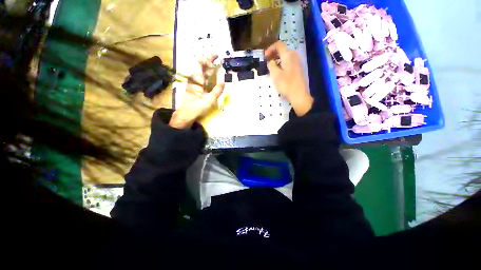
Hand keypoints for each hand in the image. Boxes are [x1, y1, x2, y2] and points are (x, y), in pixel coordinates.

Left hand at [169, 55, 224, 128]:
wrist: (186, 114)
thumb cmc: (198, 107)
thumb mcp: (210, 100)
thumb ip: (217, 89)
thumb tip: (223, 79)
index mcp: (196, 79)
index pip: (199, 62)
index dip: (208, 59)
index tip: (216, 60)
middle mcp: (193, 78)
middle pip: (199, 64)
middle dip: (209, 60)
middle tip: (217, 58)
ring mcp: (192, 82)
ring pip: (199, 69)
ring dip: (207, 66)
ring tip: (216, 66)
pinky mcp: (193, 86)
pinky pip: (200, 76)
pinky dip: (206, 73)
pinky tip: (211, 76)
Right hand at [265, 41, 312, 115]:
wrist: (299, 94)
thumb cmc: (286, 84)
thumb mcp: (275, 74)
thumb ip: (271, 65)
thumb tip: (270, 61)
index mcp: (288, 55)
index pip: (278, 45)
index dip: (270, 49)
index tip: (264, 57)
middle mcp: (294, 55)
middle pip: (282, 50)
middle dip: (273, 54)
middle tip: (266, 62)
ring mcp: (297, 62)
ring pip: (285, 56)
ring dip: (277, 59)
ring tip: (271, 68)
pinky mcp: (298, 68)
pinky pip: (289, 62)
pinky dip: (282, 63)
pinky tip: (279, 72)